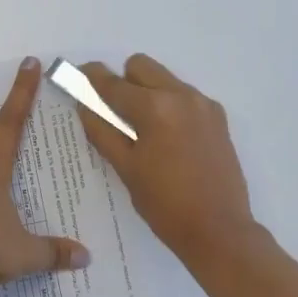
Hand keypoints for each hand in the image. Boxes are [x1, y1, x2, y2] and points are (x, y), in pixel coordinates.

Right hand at [76, 54, 258, 260]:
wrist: (219, 230)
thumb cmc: (165, 204)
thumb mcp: (125, 168)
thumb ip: (101, 130)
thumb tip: (84, 104)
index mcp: (155, 108)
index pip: (113, 83)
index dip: (91, 78)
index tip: (78, 75)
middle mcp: (181, 95)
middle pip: (141, 66)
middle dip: (123, 81)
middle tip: (114, 113)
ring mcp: (203, 104)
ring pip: (164, 79)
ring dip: (147, 92)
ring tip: (142, 130)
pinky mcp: (217, 117)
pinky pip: (184, 96)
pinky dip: (169, 105)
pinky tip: (168, 139)